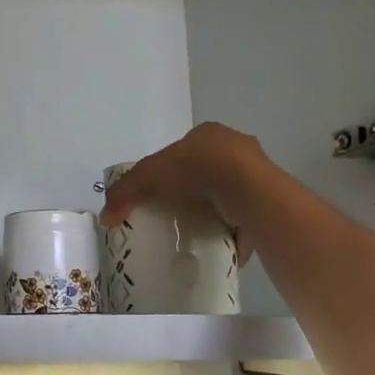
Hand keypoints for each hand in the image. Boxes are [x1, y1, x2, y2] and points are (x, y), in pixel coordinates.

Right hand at [98, 122, 273, 264]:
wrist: (249, 191)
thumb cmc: (197, 170)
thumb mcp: (149, 176)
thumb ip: (125, 192)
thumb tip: (104, 216)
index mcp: (207, 133)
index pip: (182, 150)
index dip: (167, 170)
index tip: (158, 193)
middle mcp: (235, 147)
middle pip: (205, 170)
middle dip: (192, 190)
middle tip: (176, 212)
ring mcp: (257, 172)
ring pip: (227, 191)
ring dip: (214, 208)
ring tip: (197, 229)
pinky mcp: (269, 198)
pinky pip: (245, 214)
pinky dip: (233, 227)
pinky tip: (220, 240)